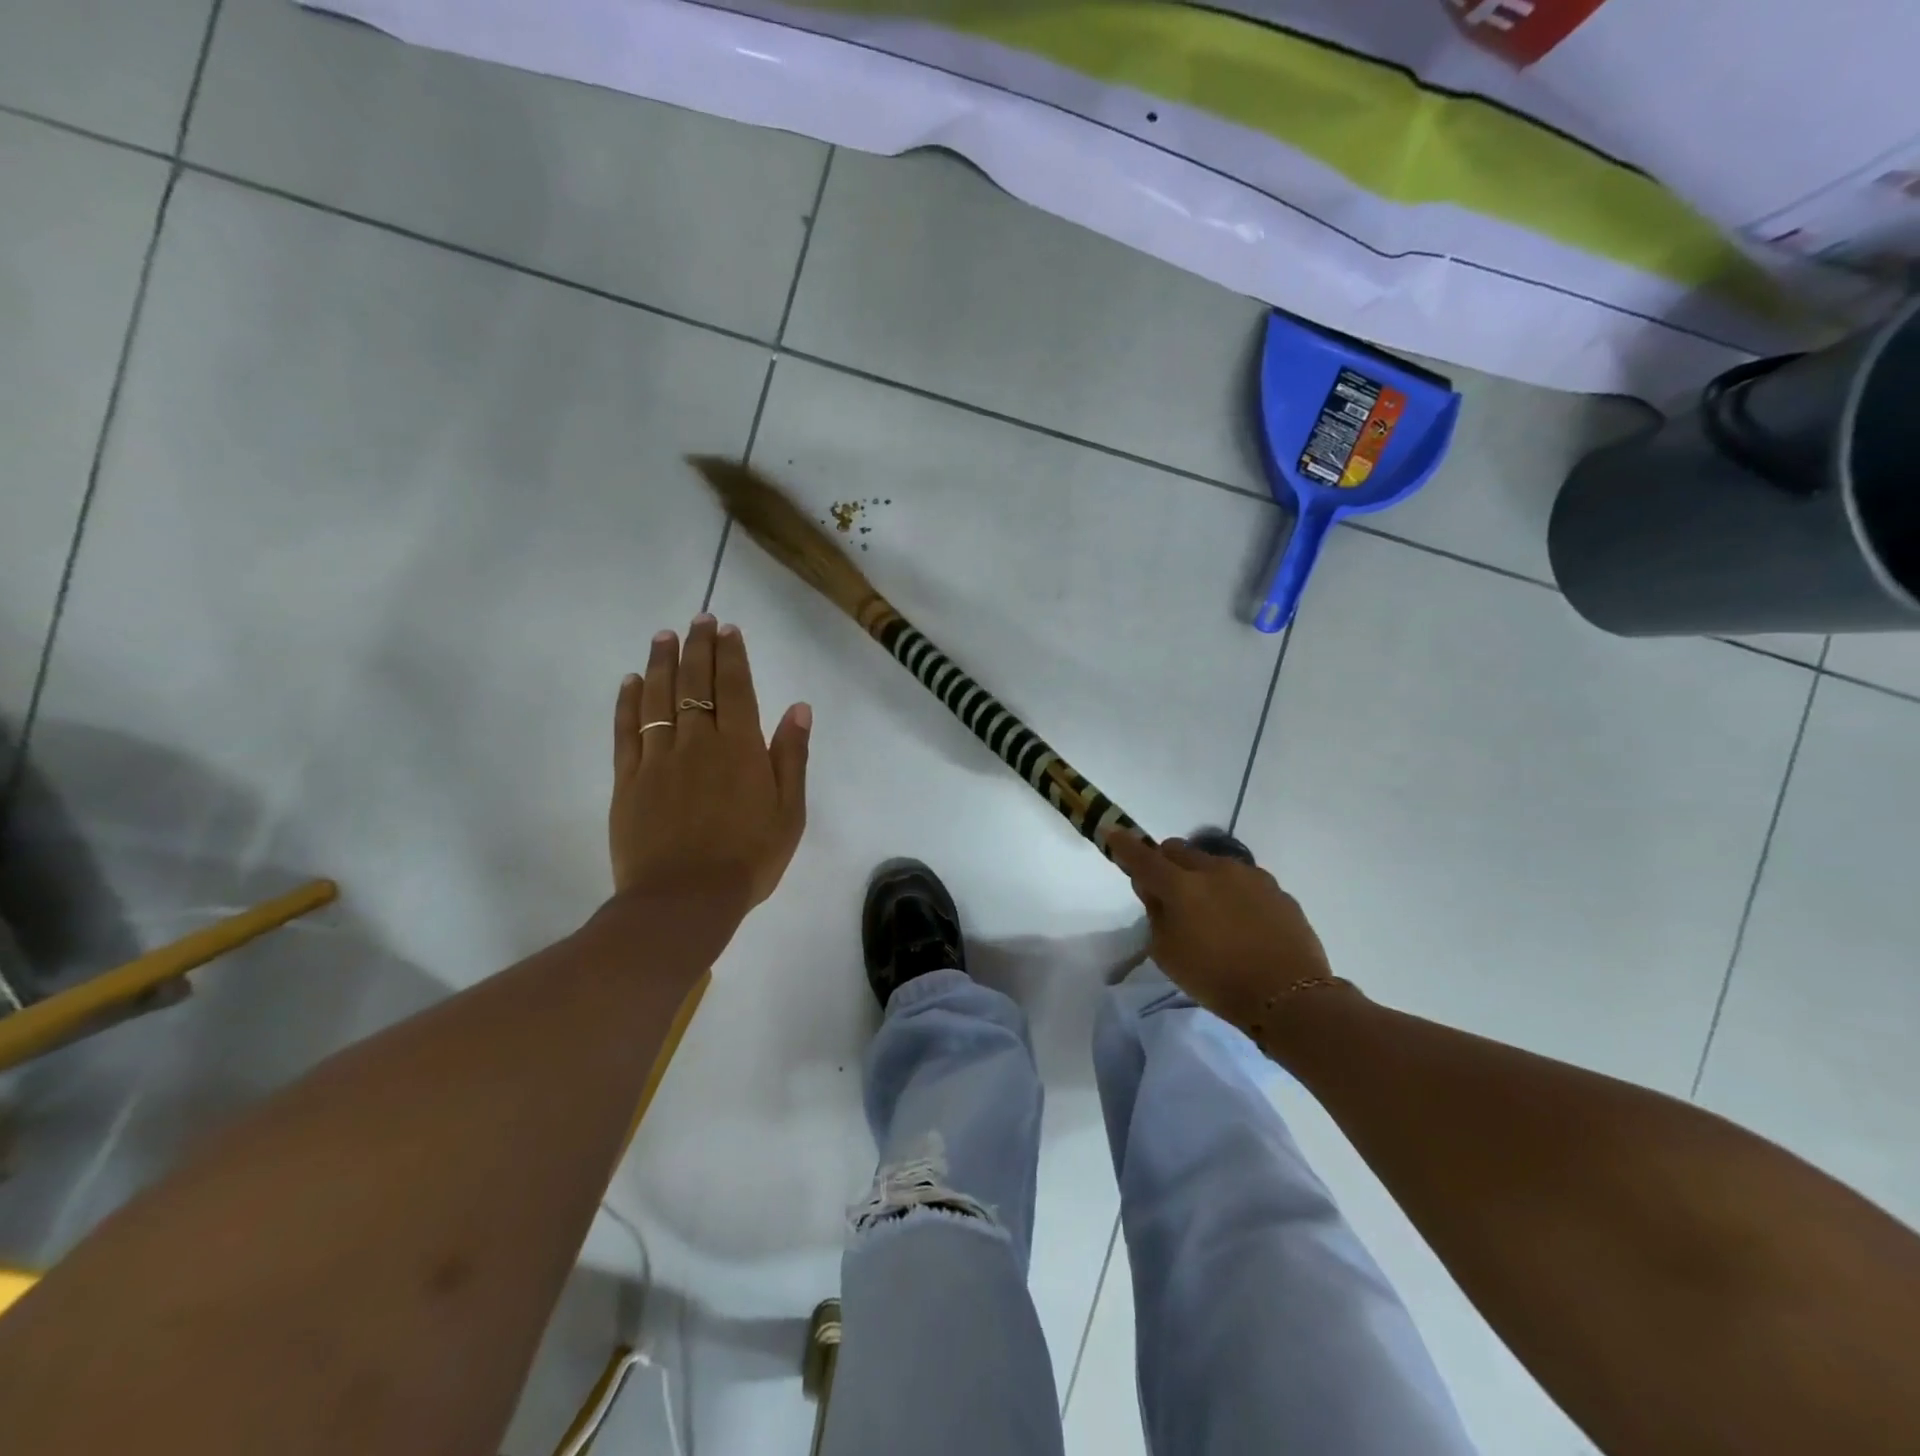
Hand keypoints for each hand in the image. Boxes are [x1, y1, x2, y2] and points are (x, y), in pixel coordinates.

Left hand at [610, 615, 810, 909]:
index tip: (728, 629)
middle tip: (699, 619)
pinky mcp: (628, 779)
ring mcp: (658, 758)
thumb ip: (791, 757)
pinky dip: (628, 702)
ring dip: (662, 663)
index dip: (731, 655)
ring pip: (658, 698)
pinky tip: (631, 681)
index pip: (734, 688)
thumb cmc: (748, 858)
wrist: (685, 900)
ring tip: (664, 636)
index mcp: (740, 748)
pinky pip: (627, 730)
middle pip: (695, 683)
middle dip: (698, 647)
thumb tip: (798, 708)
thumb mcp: (789, 812)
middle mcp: (697, 742)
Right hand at [1108, 832, 1336, 1040]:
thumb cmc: (1217, 980)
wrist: (1289, 996)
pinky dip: (1231, 891)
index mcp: (1181, 886)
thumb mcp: (1168, 954)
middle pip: (1178, 850)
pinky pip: (1242, 880)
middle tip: (1166, 891)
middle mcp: (1214, 870)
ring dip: (1201, 876)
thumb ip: (1156, 915)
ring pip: (1212, 862)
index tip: (1113, 834)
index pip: (1143, 858)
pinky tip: (1239, 921)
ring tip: (1208, 911)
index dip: (1124, 846)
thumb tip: (1155, 892)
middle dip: (1165, 862)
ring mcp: (1249, 876)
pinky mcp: (1276, 889)